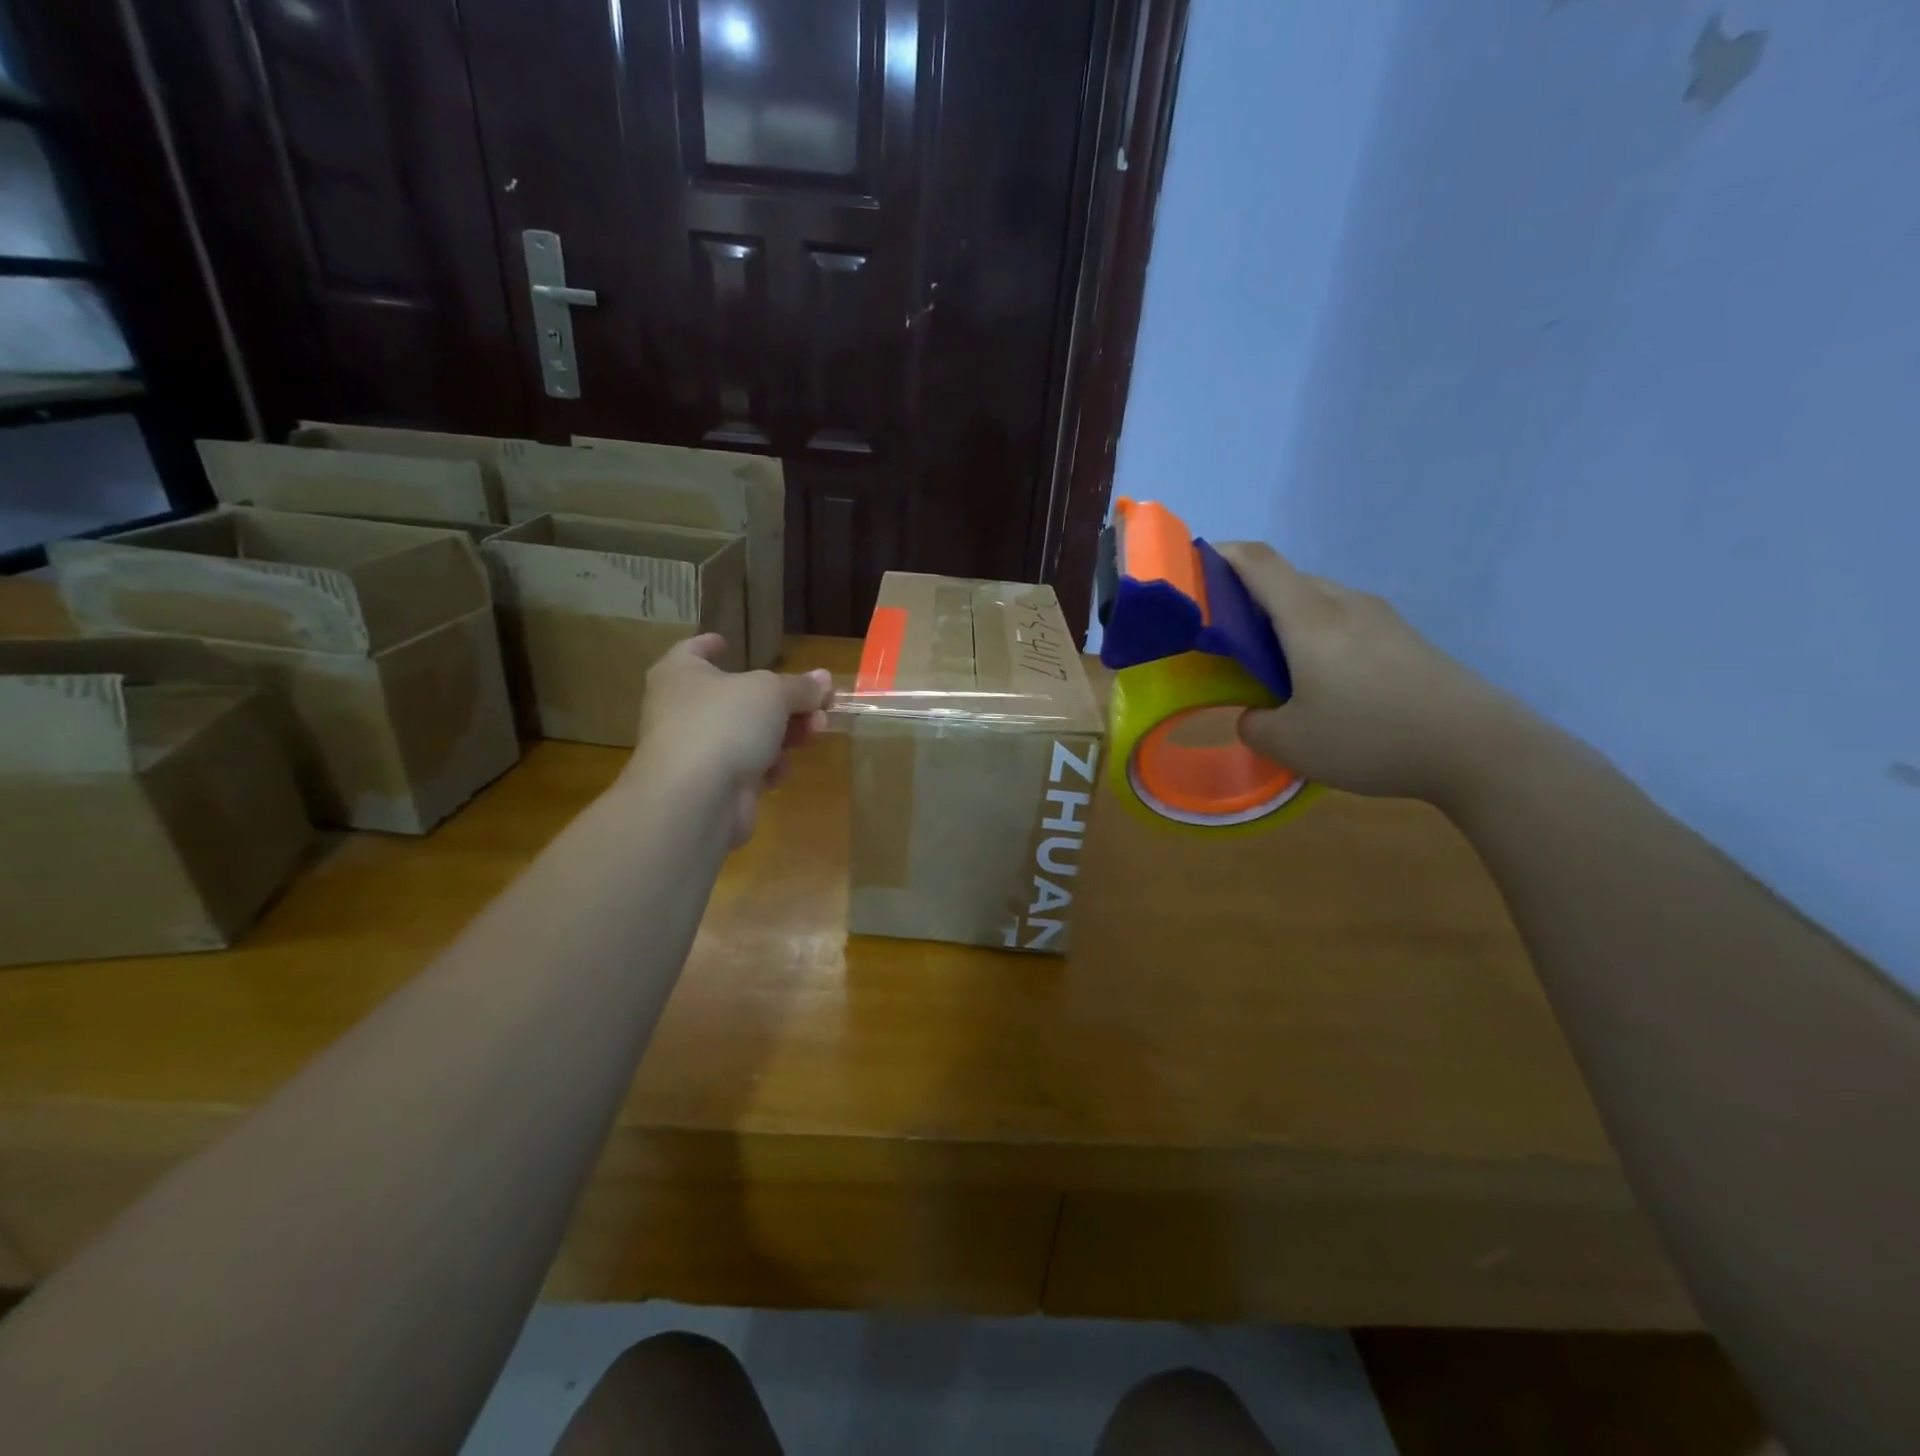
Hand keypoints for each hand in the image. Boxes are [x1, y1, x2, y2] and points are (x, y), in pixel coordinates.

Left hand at [627, 635, 833, 846]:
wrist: (696, 797)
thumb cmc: (725, 723)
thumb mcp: (772, 693)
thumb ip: (800, 686)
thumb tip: (823, 679)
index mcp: (681, 674)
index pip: (692, 650)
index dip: (710, 644)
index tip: (725, 641)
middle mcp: (682, 709)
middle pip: (736, 697)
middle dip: (782, 700)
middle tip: (818, 702)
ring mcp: (695, 750)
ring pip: (747, 734)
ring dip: (785, 733)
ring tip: (816, 730)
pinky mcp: (711, 785)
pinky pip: (747, 767)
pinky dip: (767, 767)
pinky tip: (780, 770)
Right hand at [1218, 542, 1527, 804]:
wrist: (1479, 748)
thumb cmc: (1371, 736)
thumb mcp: (1291, 744)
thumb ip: (1254, 725)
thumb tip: (1254, 714)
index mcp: (1309, 617)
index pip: (1257, 562)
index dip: (1220, 555)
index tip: (1192, 570)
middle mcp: (1344, 603)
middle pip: (1286, 581)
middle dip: (1247, 599)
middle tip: (1226, 639)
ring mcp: (1380, 618)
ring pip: (1316, 602)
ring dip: (1284, 622)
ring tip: (1272, 666)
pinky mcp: (1404, 638)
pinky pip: (1343, 622)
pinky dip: (1316, 638)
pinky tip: (1320, 682)